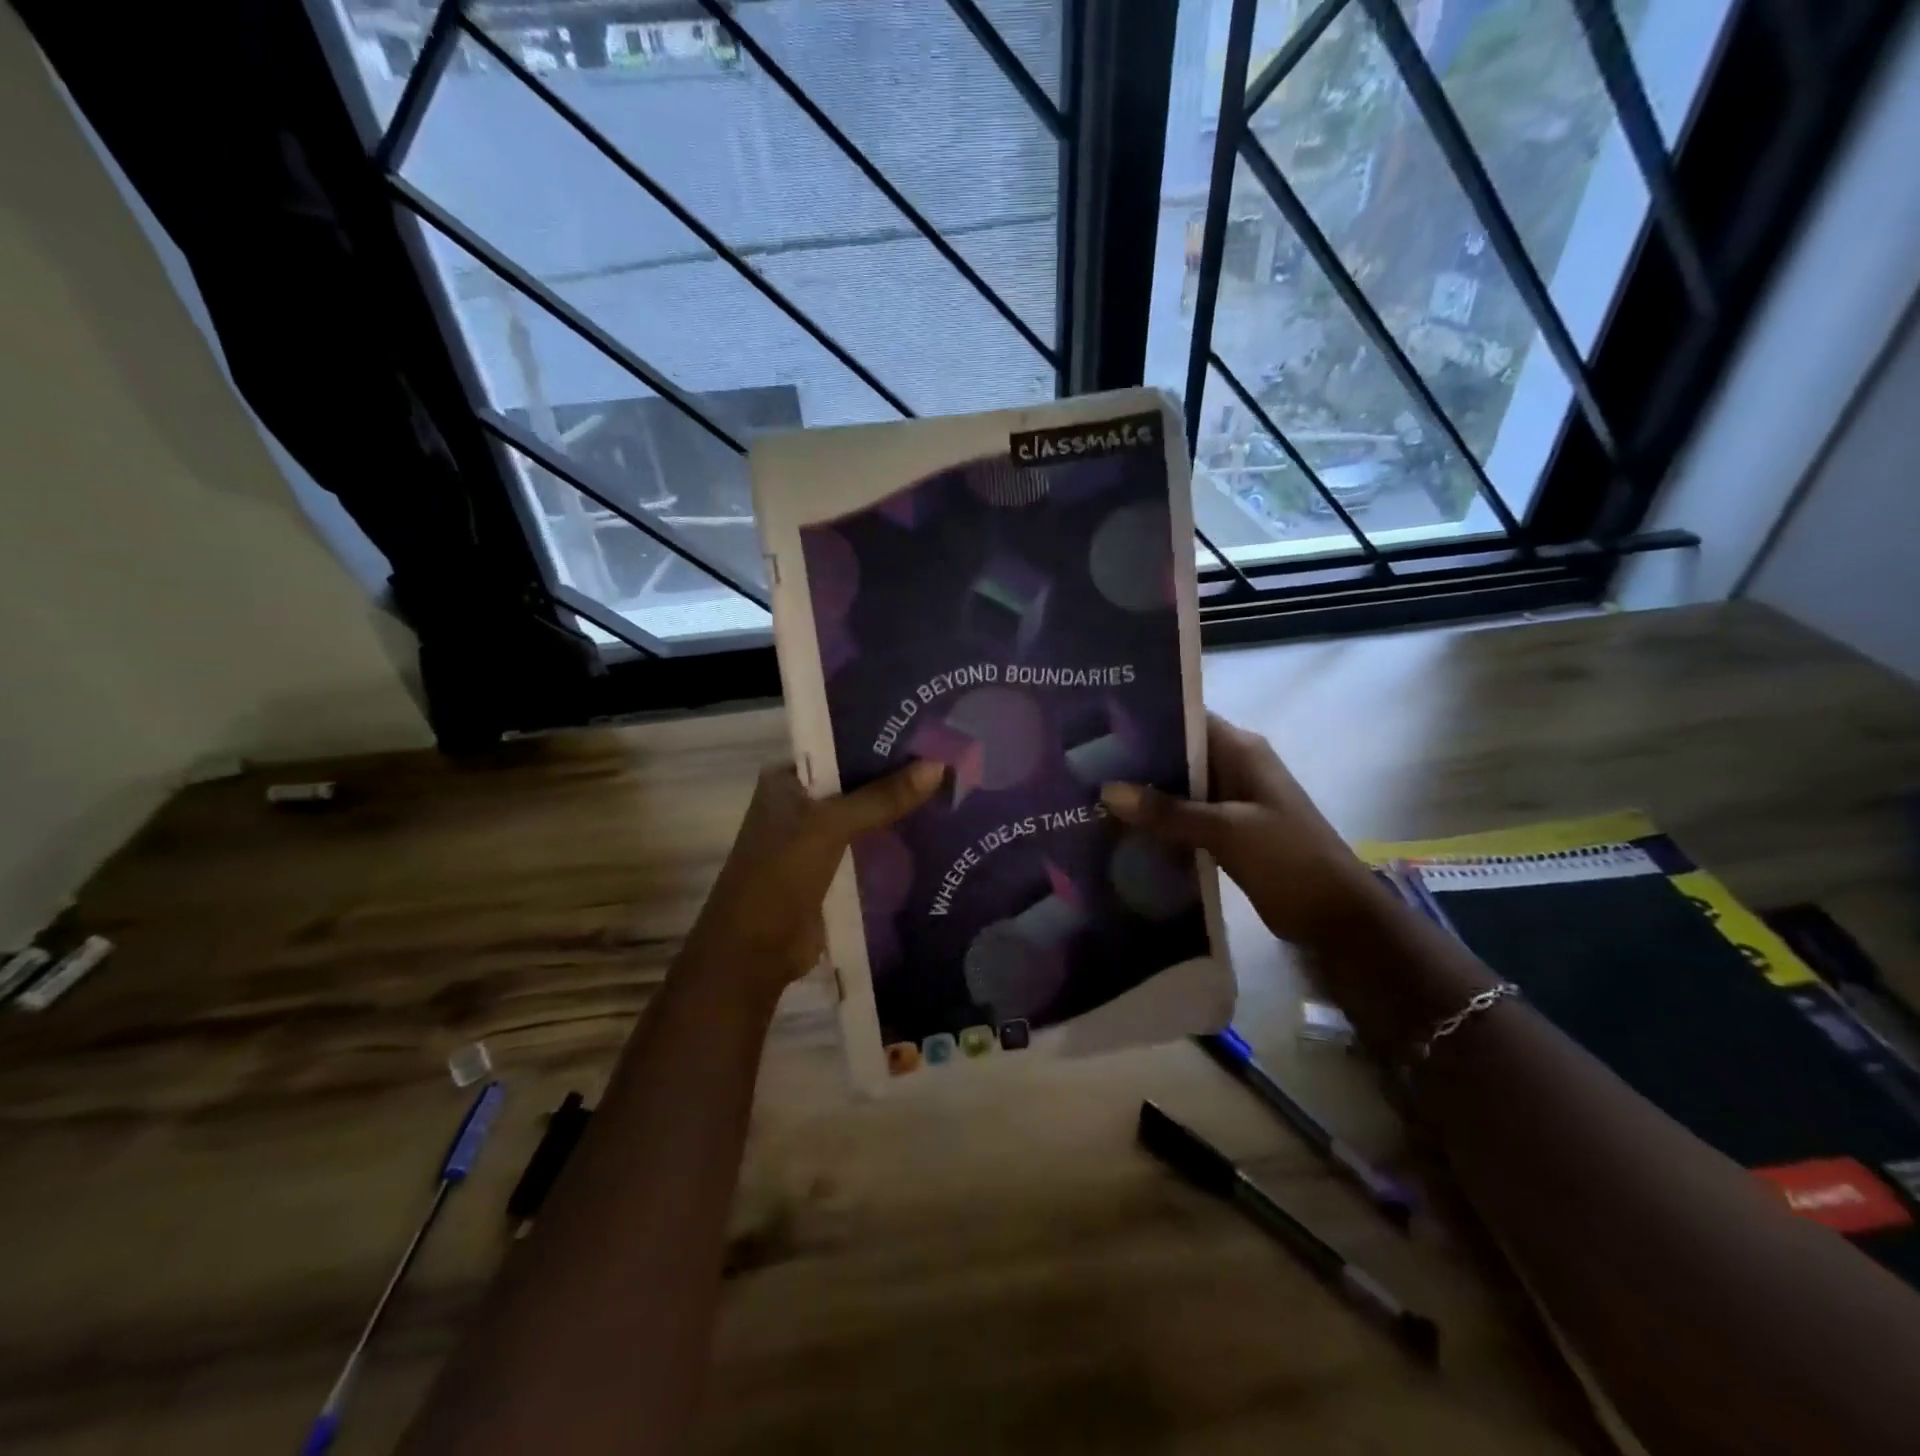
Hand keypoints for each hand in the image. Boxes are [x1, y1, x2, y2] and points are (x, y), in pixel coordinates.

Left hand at [680, 759, 943, 998]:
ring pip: (868, 818)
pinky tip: (939, 834)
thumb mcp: (830, 827)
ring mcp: (818, 841)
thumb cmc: (779, 877)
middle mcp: (802, 804)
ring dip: (901, 812)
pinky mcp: (834, 872)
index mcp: (788, 781)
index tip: (929, 731)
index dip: (881, 740)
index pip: (840, 747)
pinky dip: (897, 844)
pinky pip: (871, 849)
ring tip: (957, 791)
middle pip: (858, 783)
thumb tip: (938, 765)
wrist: (754, 956)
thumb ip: (882, 797)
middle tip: (954, 760)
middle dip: (899, 777)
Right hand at [1100, 713, 1382, 947]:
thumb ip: (1166, 811)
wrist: (1335, 917)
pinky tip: (1119, 831)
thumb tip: (1106, 790)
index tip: (1097, 726)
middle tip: (1081, 766)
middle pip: (1176, 755)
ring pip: (1176, 790)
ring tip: (1089, 796)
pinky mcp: (1225, 833)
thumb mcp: (1225, 830)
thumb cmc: (1288, 859)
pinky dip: (1157, 824)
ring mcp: (1230, 802)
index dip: (1145, 720)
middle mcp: (1233, 768)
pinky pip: (1182, 819)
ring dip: (1143, 796)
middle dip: (1134, 762)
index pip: (1186, 720)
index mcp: (1241, 751)